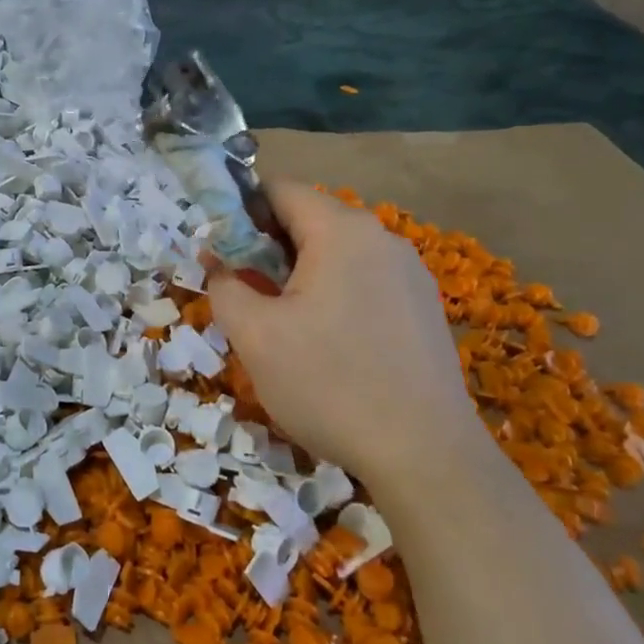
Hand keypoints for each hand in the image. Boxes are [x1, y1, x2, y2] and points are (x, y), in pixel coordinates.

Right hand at [206, 182, 477, 478]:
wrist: (424, 454)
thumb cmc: (328, 384)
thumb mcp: (254, 335)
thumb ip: (224, 286)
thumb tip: (219, 263)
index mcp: (341, 230)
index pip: (279, 190)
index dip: (239, 213)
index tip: (220, 254)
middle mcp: (382, 237)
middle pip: (309, 220)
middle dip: (267, 248)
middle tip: (245, 295)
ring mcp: (411, 272)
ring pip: (337, 253)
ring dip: (300, 275)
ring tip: (284, 327)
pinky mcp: (424, 307)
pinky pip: (365, 281)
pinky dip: (334, 295)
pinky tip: (329, 345)